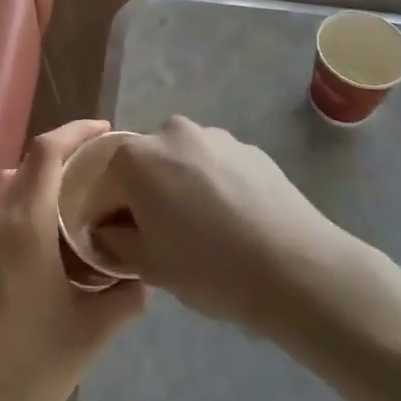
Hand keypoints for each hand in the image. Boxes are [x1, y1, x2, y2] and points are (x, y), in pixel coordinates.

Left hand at [0, 121, 145, 400]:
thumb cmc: (32, 366)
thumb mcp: (90, 332)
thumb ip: (123, 298)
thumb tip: (144, 278)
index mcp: (25, 223)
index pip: (47, 151)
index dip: (76, 131)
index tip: (105, 131)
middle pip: (27, 163)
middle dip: (62, 156)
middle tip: (99, 170)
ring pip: (9, 187)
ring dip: (40, 181)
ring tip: (76, 204)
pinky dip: (23, 207)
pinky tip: (48, 242)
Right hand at [91, 116, 341, 334]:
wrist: (297, 267)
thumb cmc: (210, 268)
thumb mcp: (149, 266)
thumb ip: (114, 242)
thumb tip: (107, 230)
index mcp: (136, 157)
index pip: (103, 186)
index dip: (104, 218)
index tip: (116, 246)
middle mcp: (170, 132)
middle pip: (142, 166)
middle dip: (143, 197)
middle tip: (161, 240)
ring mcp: (214, 135)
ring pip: (180, 163)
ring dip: (179, 189)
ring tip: (203, 233)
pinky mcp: (248, 148)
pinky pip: (215, 166)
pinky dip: (213, 187)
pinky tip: (232, 223)